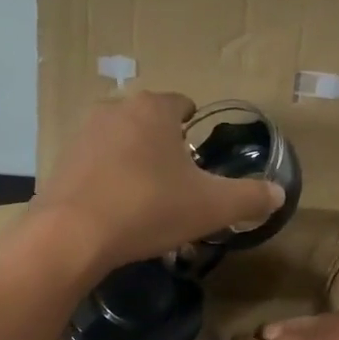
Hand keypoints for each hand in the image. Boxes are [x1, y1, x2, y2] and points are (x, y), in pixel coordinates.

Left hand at [33, 91, 283, 269]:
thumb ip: (250, 197)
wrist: (72, 235)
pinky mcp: (59, 163)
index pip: (182, 104)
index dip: (195, 127)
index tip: (200, 155)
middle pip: (149, 123)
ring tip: (147, 201)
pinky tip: (116, 213)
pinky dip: (108, 182)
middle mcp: (115, 110)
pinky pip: (95, 167)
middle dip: (164, 148)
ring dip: (134, 164)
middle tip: (178, 183)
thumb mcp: (212, 206)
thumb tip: (279, 194)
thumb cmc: (149, 208)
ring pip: (120, 144)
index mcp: (154, 110)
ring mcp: (82, 135)